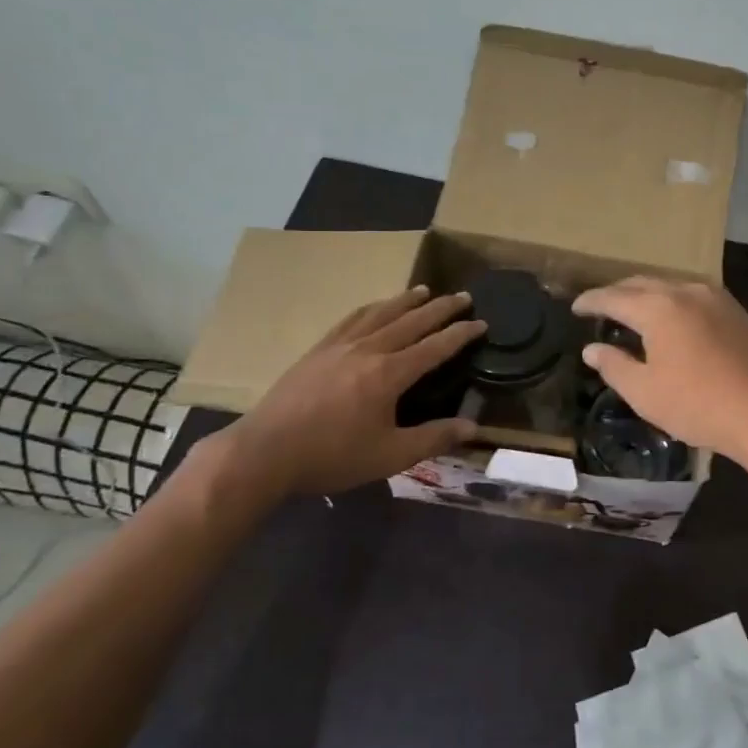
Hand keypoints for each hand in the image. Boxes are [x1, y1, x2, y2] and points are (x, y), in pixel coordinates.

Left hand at [193, 286, 485, 515]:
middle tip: (463, 296)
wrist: (265, 452)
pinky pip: (350, 319)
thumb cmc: (332, 456)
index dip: (460, 334)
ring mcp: (339, 346)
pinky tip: (374, 307)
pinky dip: (371, 308)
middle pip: (411, 321)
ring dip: (405, 301)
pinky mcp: (317, 351)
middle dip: (440, 308)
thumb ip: (433, 438)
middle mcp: (368, 350)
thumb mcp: (390, 455)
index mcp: (389, 374)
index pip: (434, 347)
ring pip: (380, 313)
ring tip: (424, 291)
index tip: (482, 323)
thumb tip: (473, 427)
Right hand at [570, 277, 747, 468]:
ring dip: (647, 294)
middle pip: (642, 283)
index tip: (575, 307)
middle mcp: (686, 291)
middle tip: (600, 307)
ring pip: (671, 286)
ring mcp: (716, 298)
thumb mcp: (644, 392)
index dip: (591, 301)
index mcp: (658, 307)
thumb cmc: (698, 405)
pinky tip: (672, 321)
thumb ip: (614, 366)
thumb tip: (592, 349)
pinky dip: (673, 302)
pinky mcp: (737, 312)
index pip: (614, 297)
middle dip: (618, 293)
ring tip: (634, 311)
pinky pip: (693, 296)